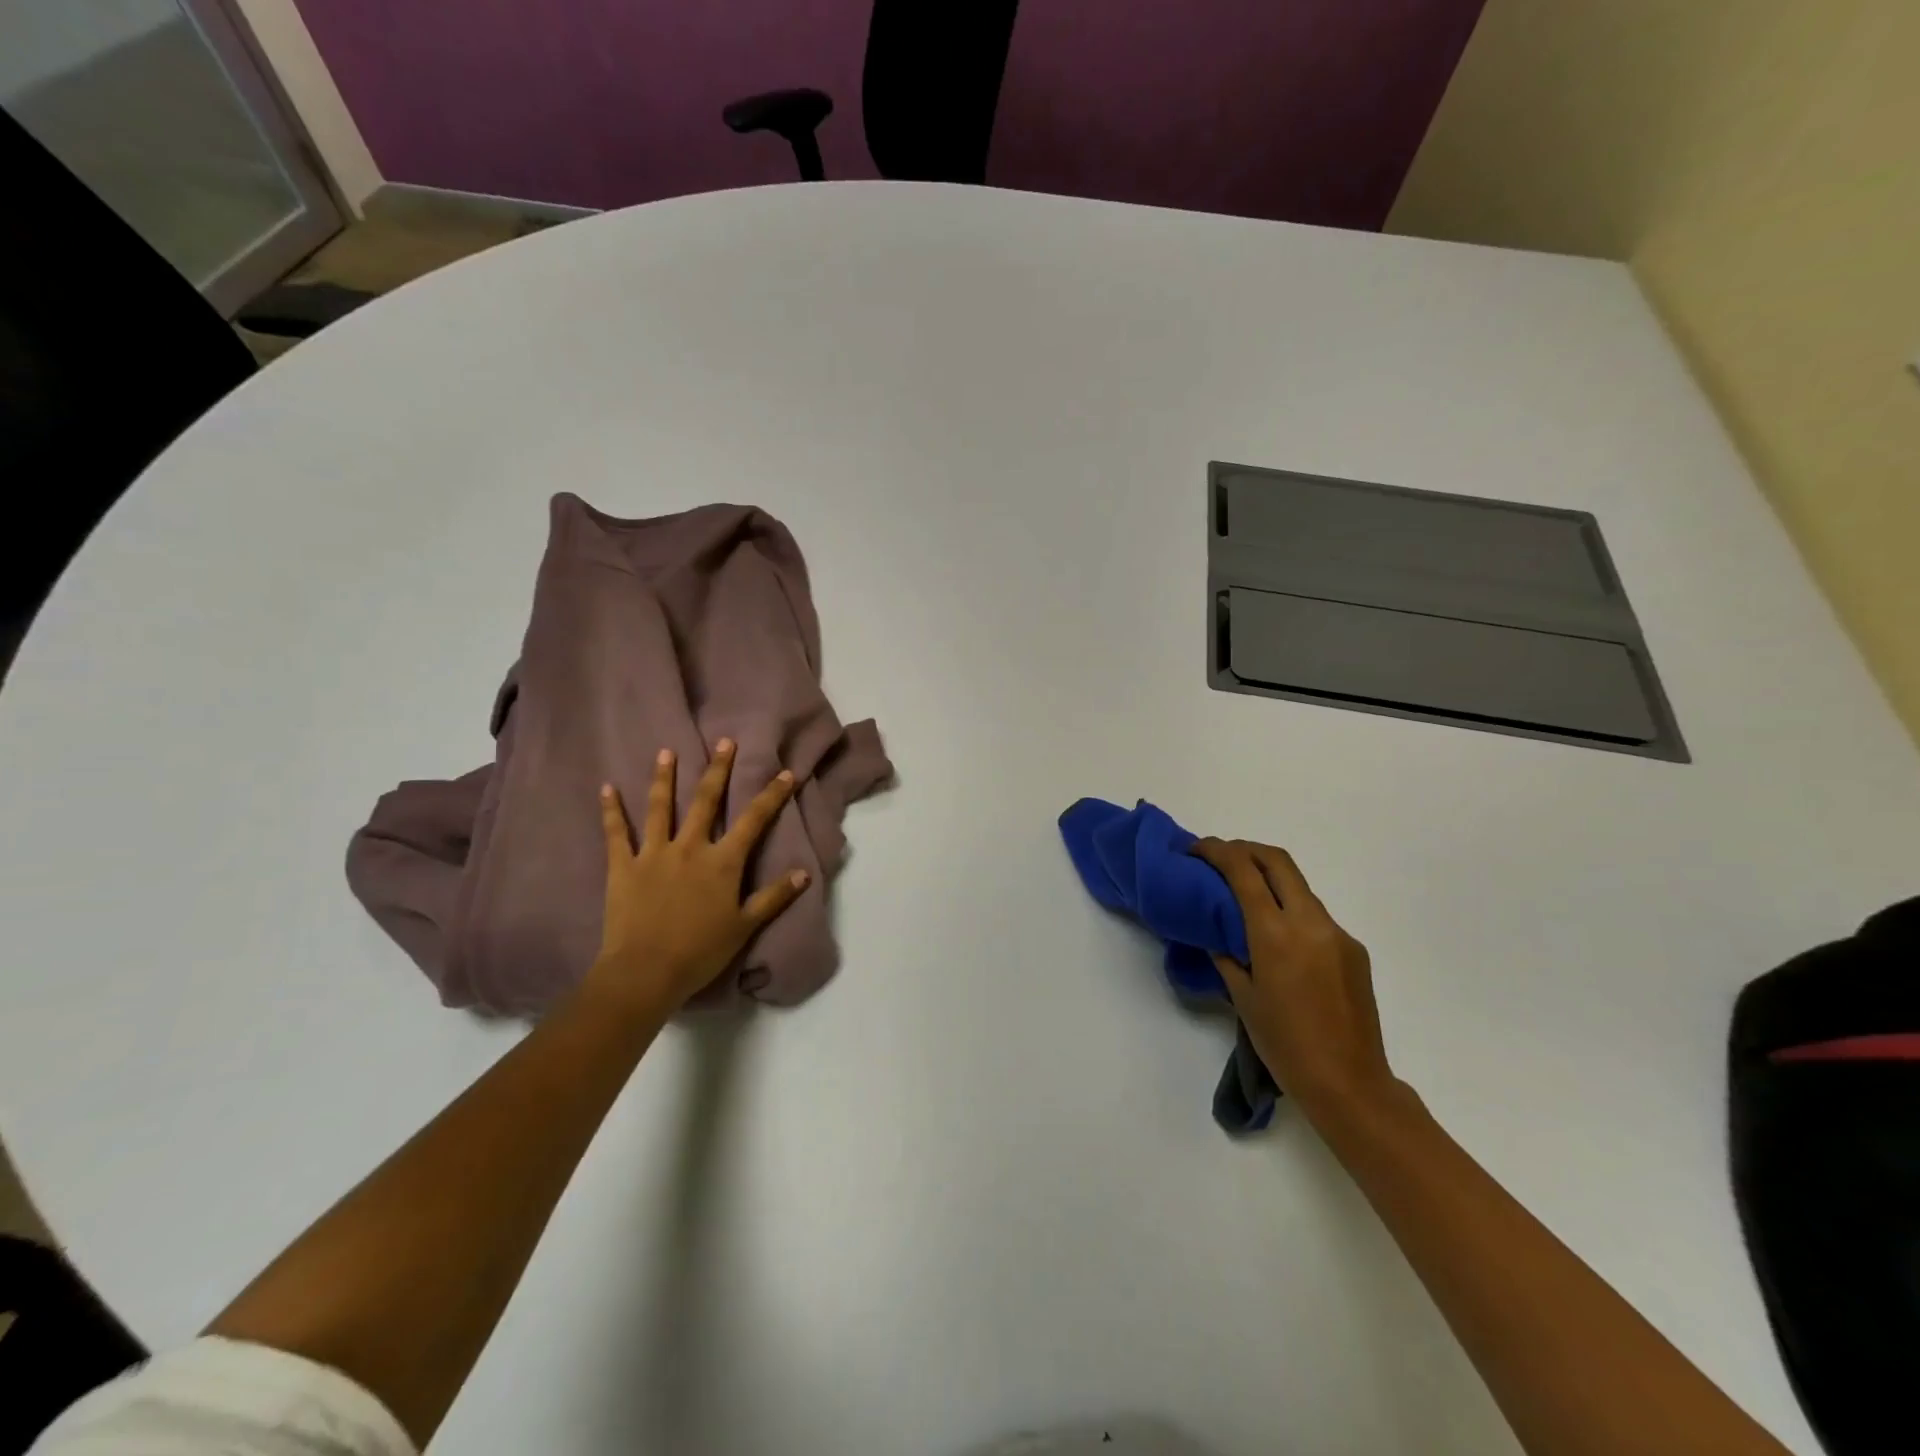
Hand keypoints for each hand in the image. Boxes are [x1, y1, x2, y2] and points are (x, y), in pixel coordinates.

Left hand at [588, 739, 808, 1013]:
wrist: (645, 972)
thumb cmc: (700, 951)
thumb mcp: (745, 926)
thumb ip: (774, 897)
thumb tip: (804, 873)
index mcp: (723, 862)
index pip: (754, 820)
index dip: (771, 795)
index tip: (785, 772)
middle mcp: (690, 847)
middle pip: (706, 801)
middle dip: (718, 769)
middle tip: (724, 741)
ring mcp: (654, 853)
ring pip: (660, 808)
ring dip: (663, 778)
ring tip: (666, 752)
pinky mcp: (623, 866)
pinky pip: (616, 833)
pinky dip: (611, 810)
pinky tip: (606, 788)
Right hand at [1191, 838, 1395, 1118]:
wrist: (1350, 1084)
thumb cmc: (1285, 1045)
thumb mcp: (1243, 998)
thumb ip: (1228, 955)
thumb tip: (1219, 934)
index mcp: (1276, 934)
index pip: (1243, 871)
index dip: (1217, 851)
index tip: (1196, 849)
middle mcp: (1310, 923)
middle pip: (1277, 861)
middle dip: (1245, 849)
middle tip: (1220, 858)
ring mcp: (1338, 934)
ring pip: (1299, 886)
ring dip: (1269, 878)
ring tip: (1244, 896)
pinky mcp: (1354, 950)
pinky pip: (1316, 915)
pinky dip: (1290, 909)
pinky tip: (1278, 938)